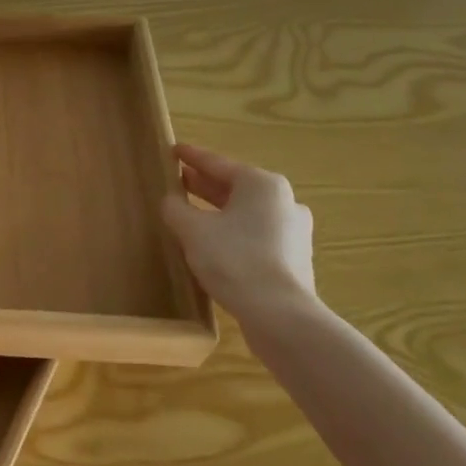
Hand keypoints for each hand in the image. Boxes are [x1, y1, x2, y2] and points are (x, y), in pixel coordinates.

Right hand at [160, 144, 316, 323]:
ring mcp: (293, 231)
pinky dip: (233, 231)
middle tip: (178, 180)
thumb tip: (171, 201)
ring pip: (247, 212)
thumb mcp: (192, 230)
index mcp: (262, 184)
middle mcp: (284, 201)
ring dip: (219, 210)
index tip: (172, 150)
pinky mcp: (293, 258)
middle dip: (205, 184)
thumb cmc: (234, 260)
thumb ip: (176, 209)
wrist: (280, 315)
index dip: (191, 157)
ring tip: (192, 213)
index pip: (217, 163)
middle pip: (235, 186)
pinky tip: (214, 243)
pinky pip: (256, 234)